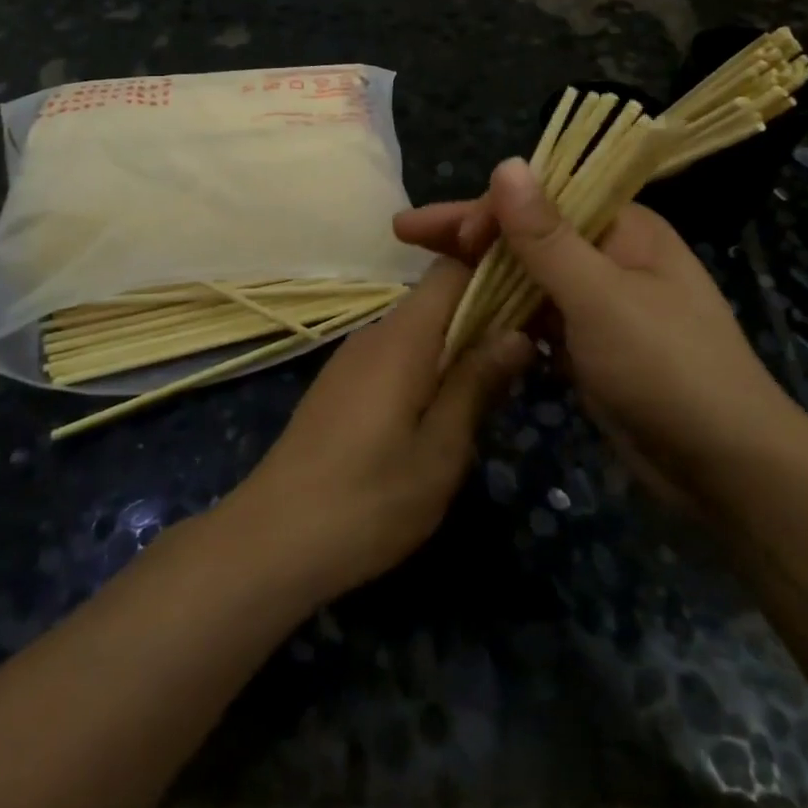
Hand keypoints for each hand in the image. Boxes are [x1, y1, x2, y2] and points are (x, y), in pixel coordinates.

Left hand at [218, 260, 532, 605]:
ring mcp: (353, 357)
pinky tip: (441, 411)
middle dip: (482, 317)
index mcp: (403, 336)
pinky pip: (395, 355)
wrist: (274, 537)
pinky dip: (426, 367)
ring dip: (455, 347)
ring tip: (492, 388)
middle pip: (435, 299)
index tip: (533, 297)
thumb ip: (477, 383)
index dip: (492, 272)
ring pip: (416, 330)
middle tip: (525, 356)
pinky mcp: (341, 384)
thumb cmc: (370, 498)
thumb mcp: (440, 449)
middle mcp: (375, 332)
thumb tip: (517, 332)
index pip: (451, 269)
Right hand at [395, 159, 798, 492]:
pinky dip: (501, 313)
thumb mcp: (601, 297)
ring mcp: (598, 302)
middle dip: (470, 235)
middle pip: (528, 233)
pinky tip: (462, 316)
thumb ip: (546, 235)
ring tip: (425, 273)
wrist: (726, 472)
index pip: (543, 197)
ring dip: (480, 274)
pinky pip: (535, 315)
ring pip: (527, 275)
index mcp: (623, 227)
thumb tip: (506, 163)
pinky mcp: (588, 344)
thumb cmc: (667, 369)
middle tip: (406, 234)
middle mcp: (609, 254)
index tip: (444, 233)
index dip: (488, 208)